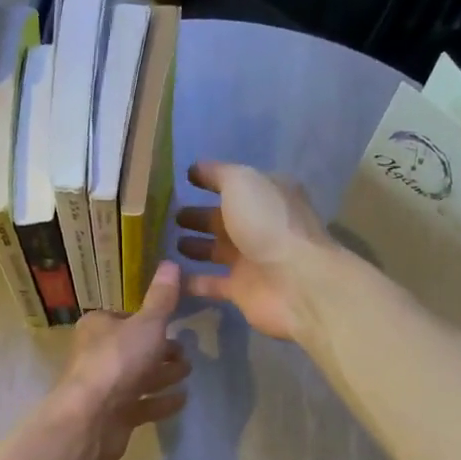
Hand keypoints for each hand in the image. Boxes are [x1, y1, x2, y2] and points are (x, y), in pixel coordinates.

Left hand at [54, 261, 191, 459]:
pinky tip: (182, 400)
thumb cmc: (118, 361)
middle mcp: (97, 355)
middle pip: (133, 349)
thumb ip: (162, 299)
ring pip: (138, 377)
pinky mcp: (113, 416)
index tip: (172, 325)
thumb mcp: (147, 324)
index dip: (148, 321)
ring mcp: (104, 388)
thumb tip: (171, 262)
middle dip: (160, 350)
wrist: (92, 417)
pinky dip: (160, 402)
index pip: (125, 318)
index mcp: (98, 327)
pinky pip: (141, 405)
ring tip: (188, 373)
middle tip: (185, 353)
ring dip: (163, 375)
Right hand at [174, 161, 332, 342]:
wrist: (294, 282)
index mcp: (267, 195)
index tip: (184, 180)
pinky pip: (210, 283)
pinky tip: (167, 276)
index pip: (235, 184)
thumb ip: (218, 174)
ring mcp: (252, 260)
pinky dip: (191, 281)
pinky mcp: (241, 290)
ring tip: (166, 243)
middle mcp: (261, 226)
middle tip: (170, 217)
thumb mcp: (242, 183)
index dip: (211, 180)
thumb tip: (196, 169)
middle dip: (198, 217)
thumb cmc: (268, 223)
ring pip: (217, 250)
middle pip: (223, 219)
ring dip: (195, 247)